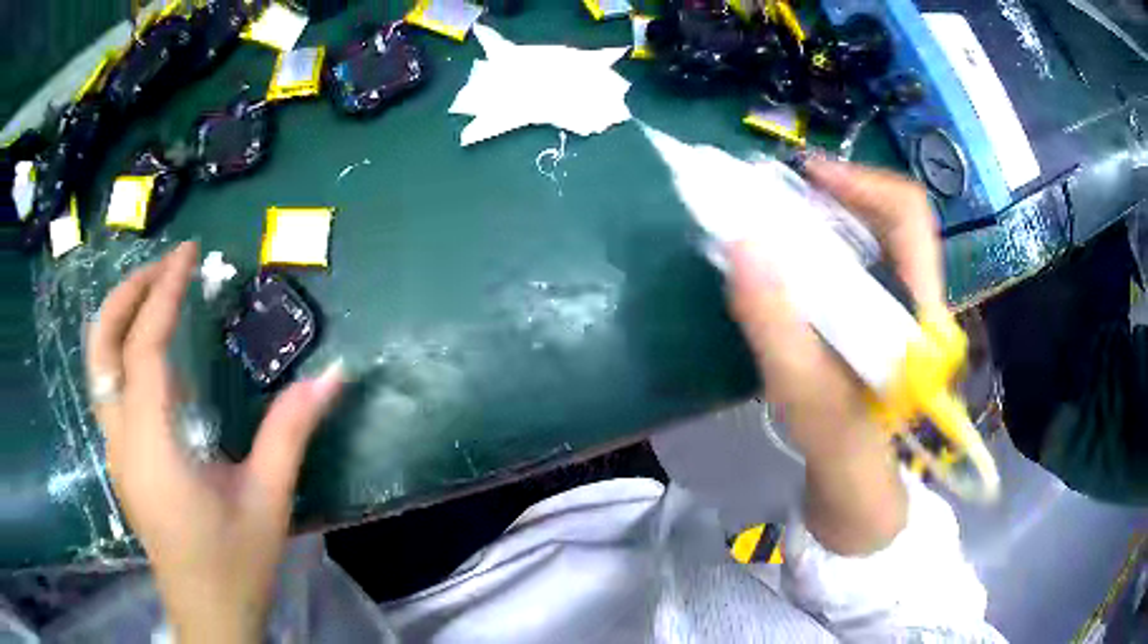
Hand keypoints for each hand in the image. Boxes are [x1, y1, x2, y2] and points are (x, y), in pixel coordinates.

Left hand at [86, 242, 342, 642]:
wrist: (207, 614)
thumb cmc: (234, 564)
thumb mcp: (267, 500)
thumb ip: (292, 431)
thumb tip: (334, 373)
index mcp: (153, 448)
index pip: (145, 348)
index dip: (163, 293)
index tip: (188, 253)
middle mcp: (121, 439)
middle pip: (102, 345)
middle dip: (128, 293)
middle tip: (166, 266)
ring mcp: (115, 449)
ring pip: (99, 364)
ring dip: (123, 317)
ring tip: (160, 294)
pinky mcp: (120, 458)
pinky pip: (111, 386)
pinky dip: (126, 350)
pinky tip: (158, 354)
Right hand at [727, 158, 944, 553]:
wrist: (858, 480)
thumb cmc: (840, 442)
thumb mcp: (802, 390)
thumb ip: (775, 323)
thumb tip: (741, 243)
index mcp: (916, 308)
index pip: (909, 214)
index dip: (861, 182)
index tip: (807, 178)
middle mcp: (916, 293)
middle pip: (888, 213)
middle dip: (834, 193)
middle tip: (780, 197)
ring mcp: (901, 301)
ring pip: (873, 232)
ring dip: (826, 215)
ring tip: (779, 220)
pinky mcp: (883, 312)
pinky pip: (859, 256)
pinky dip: (824, 242)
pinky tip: (792, 257)